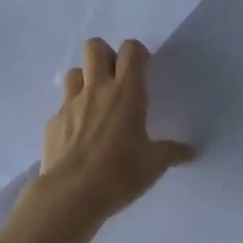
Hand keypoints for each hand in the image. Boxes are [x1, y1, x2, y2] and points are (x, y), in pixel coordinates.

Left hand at [37, 38, 194, 222]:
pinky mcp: (52, 123)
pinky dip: (71, 114)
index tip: (144, 71)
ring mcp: (70, 104)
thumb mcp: (154, 164)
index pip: (131, 50)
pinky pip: (62, 107)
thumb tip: (190, 152)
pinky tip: (79, 135)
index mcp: (126, 92)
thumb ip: (172, 152)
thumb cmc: (120, 173)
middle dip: (106, 55)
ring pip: (74, 72)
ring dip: (85, 80)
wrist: (71, 195)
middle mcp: (97, 90)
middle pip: (94, 47)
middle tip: (116, 79)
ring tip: (96, 103)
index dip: (138, 53)